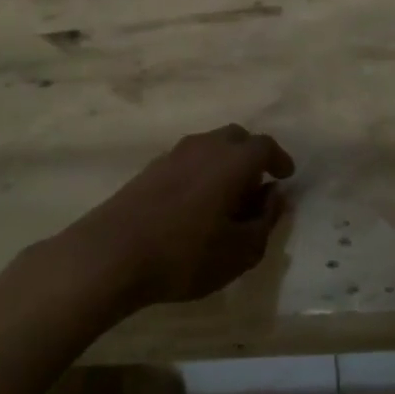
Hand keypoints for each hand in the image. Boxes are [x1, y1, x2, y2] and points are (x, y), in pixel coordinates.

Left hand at [65, 125, 295, 310]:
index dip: (279, 159)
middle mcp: (203, 147)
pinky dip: (200, 173)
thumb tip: (275, 195)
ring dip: (223, 164)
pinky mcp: (147, 171)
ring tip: (226, 197)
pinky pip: (186, 161)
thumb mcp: (241, 250)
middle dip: (251, 155)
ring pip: (207, 147)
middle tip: (257, 184)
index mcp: (232, 161)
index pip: (264, 146)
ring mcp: (171, 156)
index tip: (285, 176)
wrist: (109, 255)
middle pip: (235, 137)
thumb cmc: (186, 255)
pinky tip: (195, 204)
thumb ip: (266, 219)